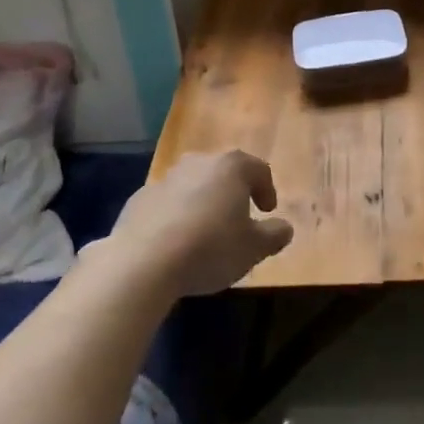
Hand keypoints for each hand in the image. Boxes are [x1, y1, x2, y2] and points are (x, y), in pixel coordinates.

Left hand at [108, 150, 293, 296]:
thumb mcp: (254, 248)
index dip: (267, 190)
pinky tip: (175, 242)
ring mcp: (165, 178)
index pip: (259, 169)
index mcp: (231, 167)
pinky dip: (176, 215)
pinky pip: (167, 203)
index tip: (267, 212)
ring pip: (193, 185)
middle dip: (233, 193)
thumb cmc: (210, 248)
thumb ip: (274, 235)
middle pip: (223, 172)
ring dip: (203, 203)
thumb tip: (284, 228)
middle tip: (238, 220)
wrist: (142, 261)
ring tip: (205, 233)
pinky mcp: (139, 198)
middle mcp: (198, 162)